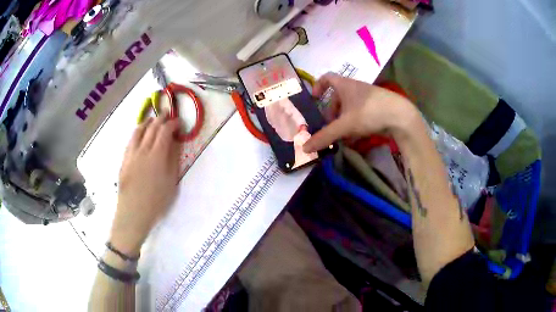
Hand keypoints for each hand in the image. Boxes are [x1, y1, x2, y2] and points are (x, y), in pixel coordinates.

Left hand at [109, 115, 181, 256]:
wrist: (133, 213)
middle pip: (152, 127)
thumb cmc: (156, 201)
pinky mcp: (124, 160)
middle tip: (168, 116)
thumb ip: (173, 160)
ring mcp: (131, 154)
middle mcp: (143, 149)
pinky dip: (137, 132)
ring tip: (153, 121)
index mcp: (157, 155)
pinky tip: (140, 135)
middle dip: (161, 119)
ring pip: (138, 131)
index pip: (165, 131)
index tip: (179, 123)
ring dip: (147, 123)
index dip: (173, 123)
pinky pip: (131, 140)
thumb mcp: (171, 182)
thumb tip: (175, 143)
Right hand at [303, 73, 418, 152]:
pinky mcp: (377, 108)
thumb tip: (304, 148)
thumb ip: (325, 136)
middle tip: (327, 126)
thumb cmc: (370, 112)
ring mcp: (368, 98)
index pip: (327, 78)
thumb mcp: (345, 125)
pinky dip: (354, 124)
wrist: (401, 116)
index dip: (317, 86)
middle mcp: (355, 88)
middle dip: (330, 112)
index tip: (314, 99)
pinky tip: (354, 138)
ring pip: (349, 107)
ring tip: (340, 136)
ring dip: (342, 121)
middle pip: (337, 97)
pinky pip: (360, 114)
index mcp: (345, 85)